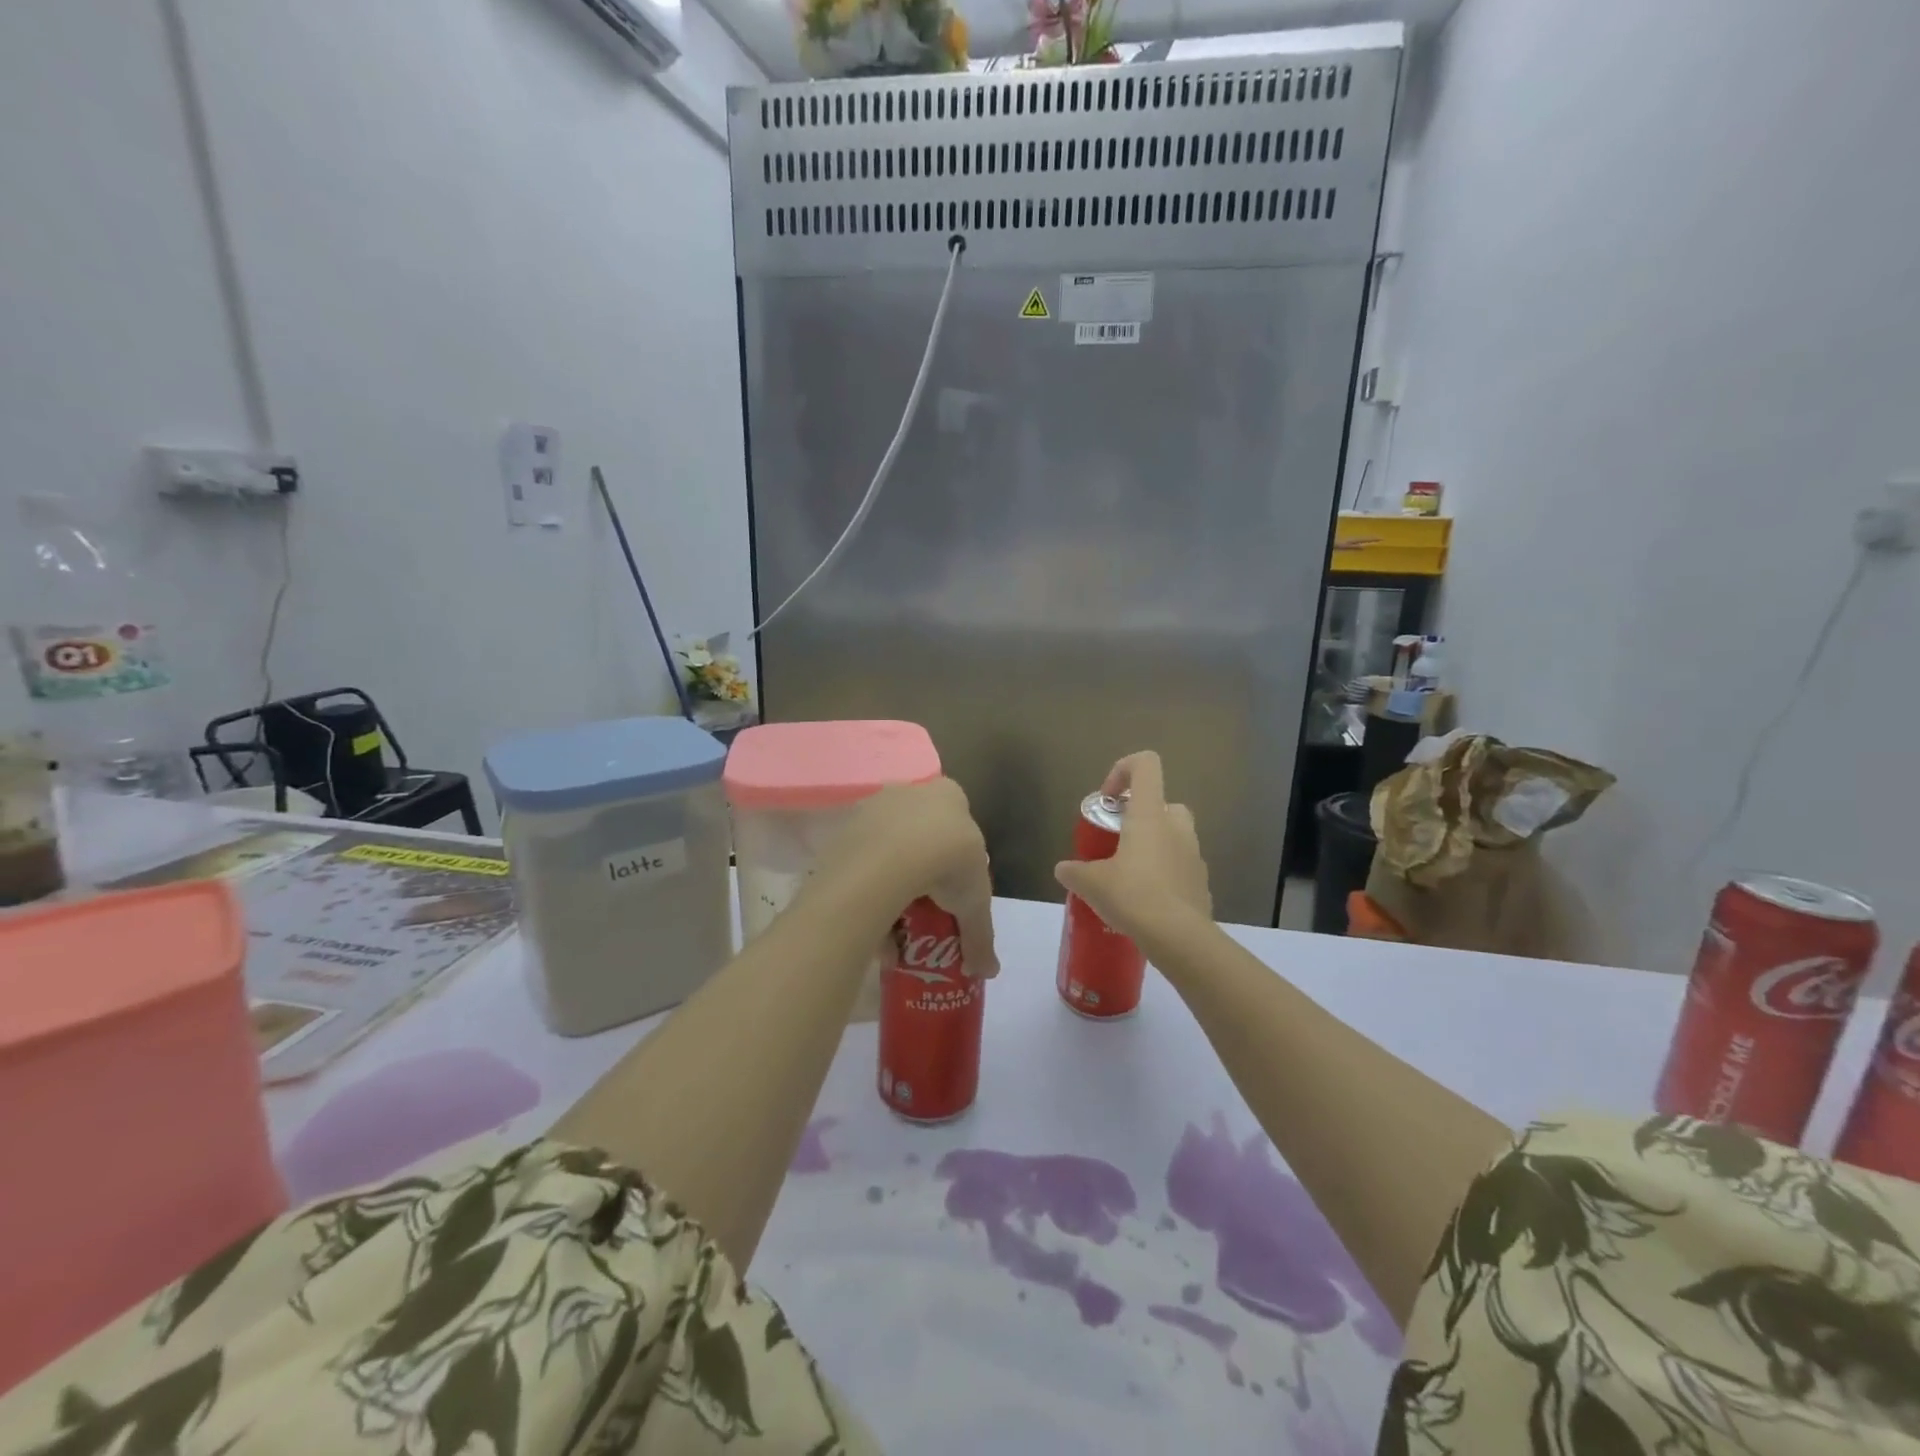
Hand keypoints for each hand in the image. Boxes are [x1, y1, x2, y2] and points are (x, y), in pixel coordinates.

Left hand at [809, 778, 998, 977]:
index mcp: (950, 796)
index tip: (954, 892)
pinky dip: (868, 890)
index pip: (958, 824)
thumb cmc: (948, 864)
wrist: (891, 858)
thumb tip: (989, 972)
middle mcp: (911, 791)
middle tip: (926, 909)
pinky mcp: (846, 826)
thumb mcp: (975, 903)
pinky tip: (873, 922)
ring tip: (896, 927)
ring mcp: (875, 806)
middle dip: (923, 873)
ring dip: (893, 885)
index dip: (957, 859)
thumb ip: (981, 936)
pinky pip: (862, 861)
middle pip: (921, 836)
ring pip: (888, 850)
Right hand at [1054, 751, 1210, 946]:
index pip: (1146, 765)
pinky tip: (1146, 902)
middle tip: (1118, 841)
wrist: (1179, 938)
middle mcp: (1177, 827)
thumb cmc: (1132, 896)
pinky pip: (1181, 869)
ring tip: (1128, 877)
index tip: (1107, 799)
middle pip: (1163, 803)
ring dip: (1153, 847)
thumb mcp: (1091, 883)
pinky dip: (1165, 876)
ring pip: (1174, 837)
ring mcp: (1194, 856)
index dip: (1123, 770)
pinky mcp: (1202, 883)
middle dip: (1141, 817)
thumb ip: (1074, 871)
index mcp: (1150, 815)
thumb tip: (1063, 869)